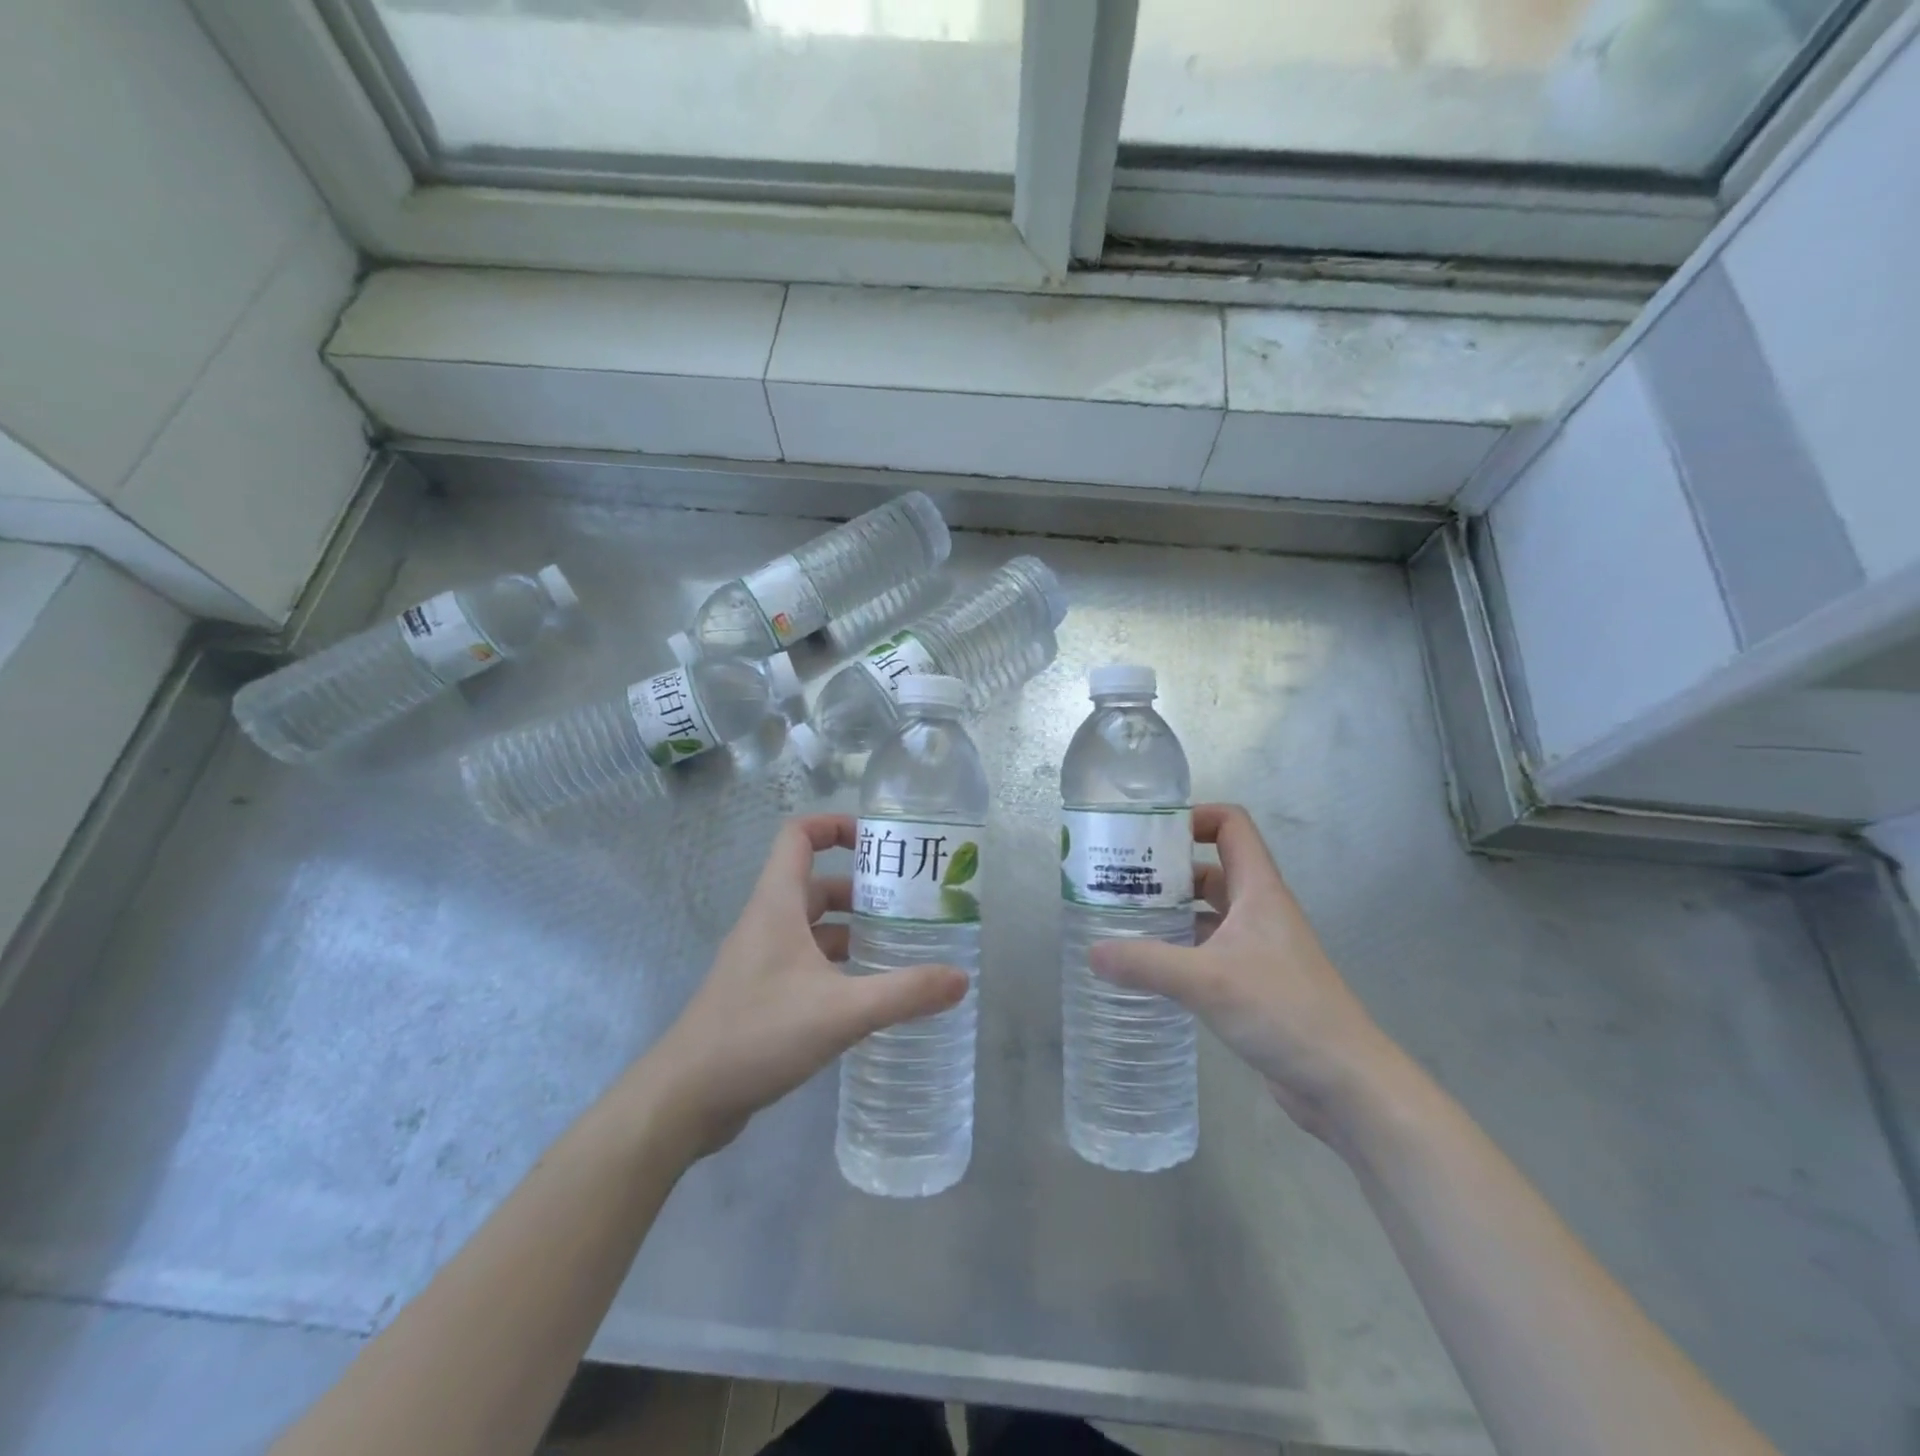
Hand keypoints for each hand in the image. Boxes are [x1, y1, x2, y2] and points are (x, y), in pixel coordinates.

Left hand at [636, 814, 968, 1158]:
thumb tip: (961, 979)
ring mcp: (760, 959)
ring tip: (899, 946)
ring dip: (852, 929)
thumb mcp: (841, 1011)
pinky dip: (837, 964)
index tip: (879, 842)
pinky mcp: (760, 993)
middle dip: (861, 888)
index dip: (836, 825)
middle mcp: (767, 922)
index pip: (799, 836)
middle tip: (908, 904)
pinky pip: (805, 961)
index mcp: (777, 904)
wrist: (685, 1098)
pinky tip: (867, 991)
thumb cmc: (758, 1034)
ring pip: (812, 926)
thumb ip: (904, 993)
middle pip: (815, 883)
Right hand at [1090, 804, 1397, 1140]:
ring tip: (1122, 920)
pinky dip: (1180, 949)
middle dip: (1166, 869)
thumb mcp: (1207, 981)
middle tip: (1118, 880)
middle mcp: (1259, 911)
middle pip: (1210, 869)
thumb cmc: (1283, 1011)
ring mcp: (1258, 948)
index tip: (1148, 832)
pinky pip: (1210, 950)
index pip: (1231, 825)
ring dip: (1171, 912)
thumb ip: (1146, 963)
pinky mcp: (1254, 983)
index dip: (1193, 817)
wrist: (1344, 1082)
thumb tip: (1091, 952)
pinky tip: (1148, 966)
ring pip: (1208, 912)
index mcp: (1258, 890)